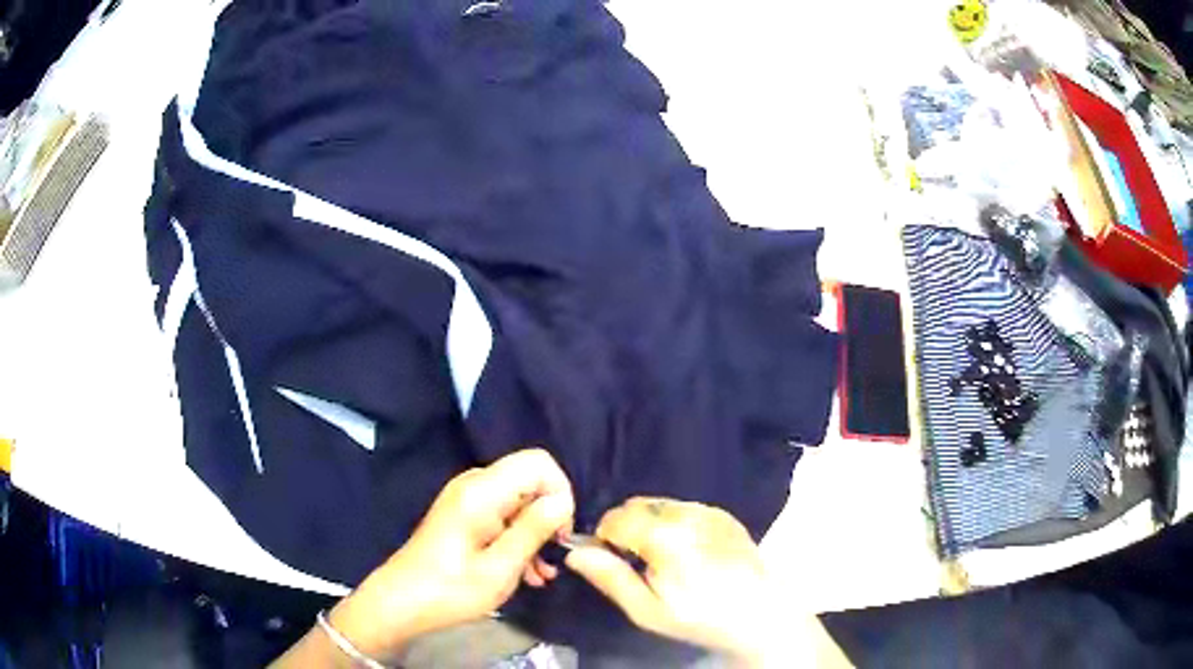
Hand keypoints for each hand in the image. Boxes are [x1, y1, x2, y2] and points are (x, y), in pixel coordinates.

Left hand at [326, 449, 574, 661]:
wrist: (401, 602)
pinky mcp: (463, 515)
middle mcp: (474, 485)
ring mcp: (467, 499)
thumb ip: (533, 530)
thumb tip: (563, 502)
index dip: (560, 491)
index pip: (538, 462)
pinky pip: (503, 514)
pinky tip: (526, 573)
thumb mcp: (500, 568)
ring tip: (542, 574)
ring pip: (519, 501)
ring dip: (535, 533)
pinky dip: (518, 538)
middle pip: (530, 480)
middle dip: (549, 516)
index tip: (560, 532)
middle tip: (554, 557)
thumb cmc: (451, 590)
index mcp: (481, 491)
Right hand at [564, 497, 770, 661]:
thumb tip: (575, 552)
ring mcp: (708, 511)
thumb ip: (610, 578)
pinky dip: (674, 522)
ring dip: (649, 523)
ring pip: (659, 504)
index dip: (603, 538)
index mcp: (664, 536)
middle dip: (625, 527)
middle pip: (636, 505)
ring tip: (662, 558)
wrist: (759, 613)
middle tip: (635, 562)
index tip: (611, 562)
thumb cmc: (698, 616)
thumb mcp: (647, 610)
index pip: (614, 518)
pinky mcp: (723, 514)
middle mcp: (686, 513)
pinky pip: (684, 508)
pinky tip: (686, 551)